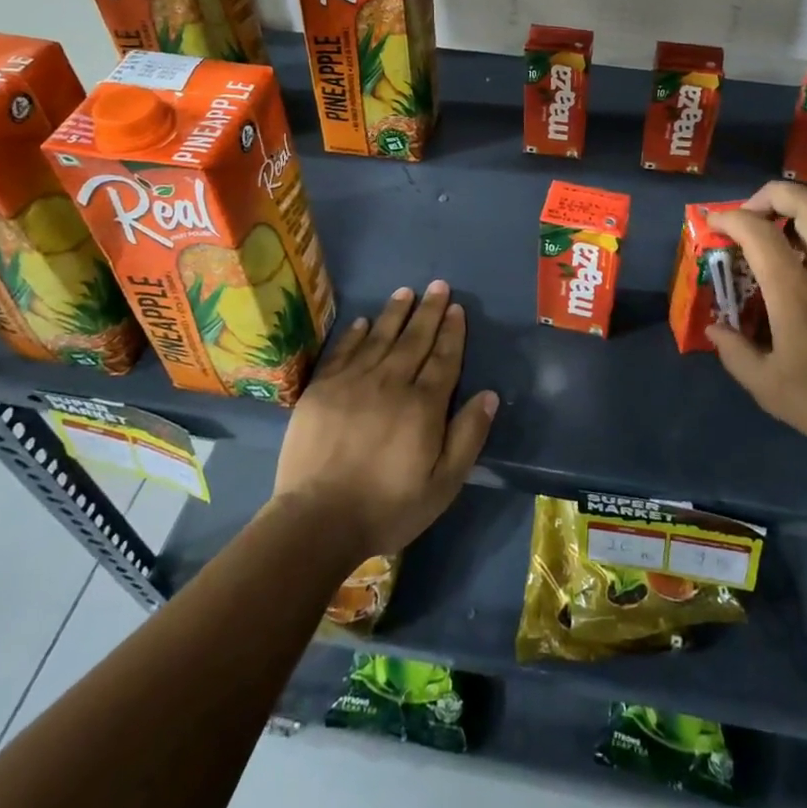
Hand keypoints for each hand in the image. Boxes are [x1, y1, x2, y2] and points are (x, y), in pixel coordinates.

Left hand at [272, 281, 497, 561]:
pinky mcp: (321, 390)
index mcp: (423, 405)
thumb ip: (468, 436)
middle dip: (429, 311)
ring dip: (395, 313)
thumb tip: (489, 395)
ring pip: (379, 338)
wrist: (317, 521)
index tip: (457, 308)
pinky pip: (343, 352)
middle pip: (414, 340)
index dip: (452, 332)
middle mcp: (390, 383)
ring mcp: (352, 383)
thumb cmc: (388, 507)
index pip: (443, 358)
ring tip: (406, 292)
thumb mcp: (443, 484)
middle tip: (438, 285)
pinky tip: (363, 321)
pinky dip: (354, 334)